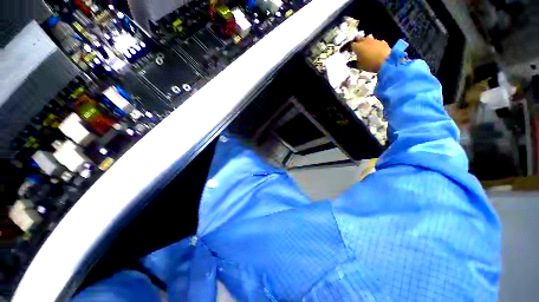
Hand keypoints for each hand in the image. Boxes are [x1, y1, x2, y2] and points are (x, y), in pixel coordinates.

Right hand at [350, 35, 390, 72]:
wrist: (386, 61)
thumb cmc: (369, 64)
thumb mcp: (359, 66)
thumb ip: (354, 63)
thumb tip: (349, 62)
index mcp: (358, 47)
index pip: (352, 45)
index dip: (351, 48)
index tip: (350, 51)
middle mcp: (365, 41)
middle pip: (360, 39)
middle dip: (358, 42)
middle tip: (357, 47)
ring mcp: (374, 40)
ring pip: (368, 39)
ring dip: (366, 42)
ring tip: (366, 47)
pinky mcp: (382, 42)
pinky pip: (376, 42)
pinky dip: (374, 45)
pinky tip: (375, 49)